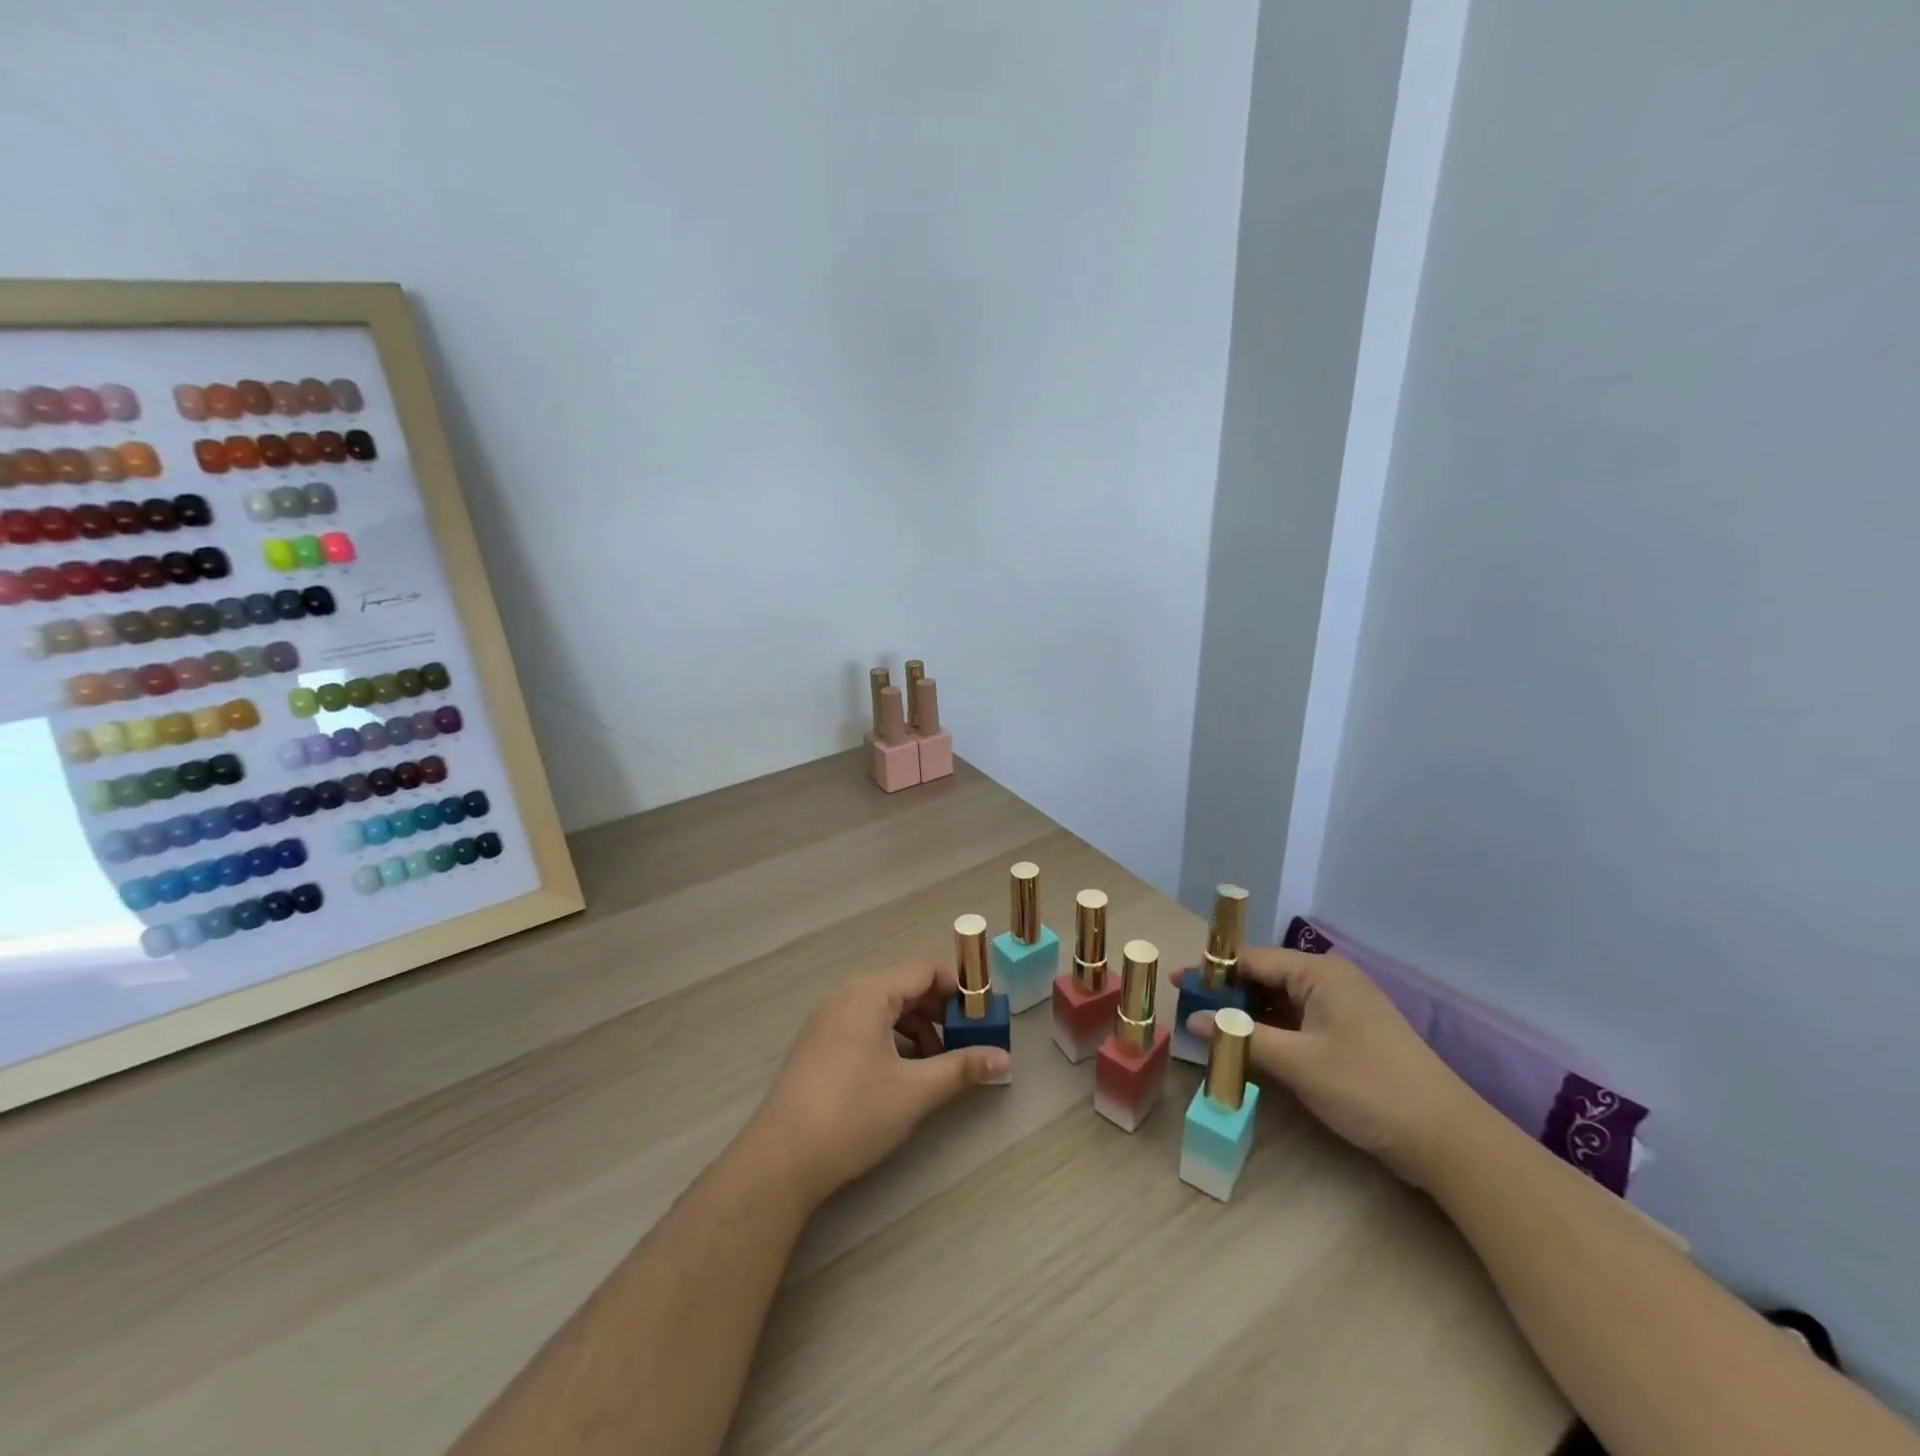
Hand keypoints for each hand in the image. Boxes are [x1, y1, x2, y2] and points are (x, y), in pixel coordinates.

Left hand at [743, 961, 1010, 1207]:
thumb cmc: (853, 1114)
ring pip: (885, 1011)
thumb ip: (962, 1068)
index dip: (960, 986)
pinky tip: (904, 1076)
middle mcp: (846, 997)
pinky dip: (893, 1042)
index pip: (925, 969)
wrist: (780, 1161)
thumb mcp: (915, 1091)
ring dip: (919, 1030)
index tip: (986, 1013)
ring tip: (940, 1066)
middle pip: (905, 988)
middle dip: (942, 1012)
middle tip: (971, 1040)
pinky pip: (866, 1028)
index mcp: (869, 994)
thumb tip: (1004, 1058)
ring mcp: (827, 1022)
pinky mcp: (818, 1048)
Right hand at [1184, 947, 1481, 1185]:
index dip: (1212, 972)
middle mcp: (1329, 980)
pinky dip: (1269, 1032)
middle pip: (1264, 978)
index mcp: (1319, 972)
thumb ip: (1241, 1036)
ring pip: (1278, 1002)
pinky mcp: (1347, 1035)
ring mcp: (1341, 1008)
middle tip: (1190, 1012)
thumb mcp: (1297, 1063)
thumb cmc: (1367, 1087)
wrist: (1447, 1139)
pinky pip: (1296, 1022)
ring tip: (1210, 1031)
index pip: (1252, 959)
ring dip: (1246, 1016)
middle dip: (1227, 995)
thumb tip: (1194, 1022)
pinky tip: (1247, 1048)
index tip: (1178, 984)